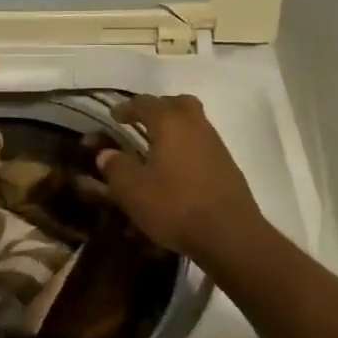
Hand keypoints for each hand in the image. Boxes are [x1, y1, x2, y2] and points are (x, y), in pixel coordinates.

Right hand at [96, 94, 267, 262]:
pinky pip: (202, 144)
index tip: (113, 116)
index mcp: (170, 123)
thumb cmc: (176, 206)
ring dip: (174, 128)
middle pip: (177, 103)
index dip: (126, 107)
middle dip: (157, 108)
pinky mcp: (227, 165)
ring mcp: (215, 144)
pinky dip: (187, 147)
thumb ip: (116, 167)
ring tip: (157, 147)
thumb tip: (107, 154)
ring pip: (193, 122)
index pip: (144, 103)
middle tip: (142, 122)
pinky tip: (177, 169)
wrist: (230, 234)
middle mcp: (195, 125)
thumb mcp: (133, 191)